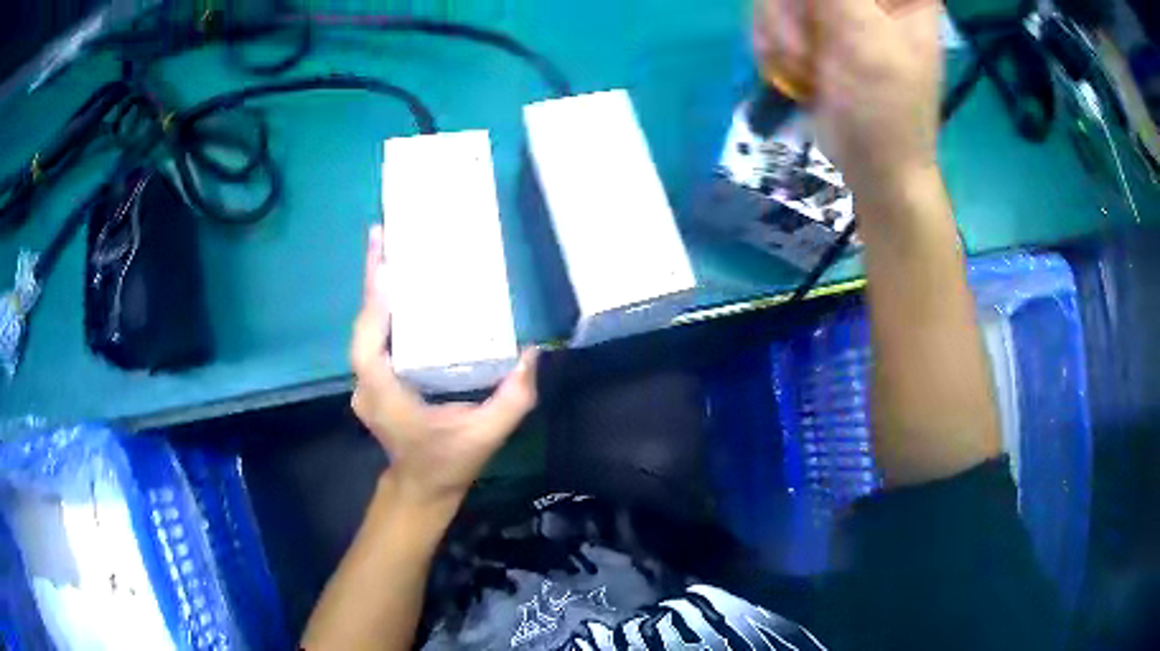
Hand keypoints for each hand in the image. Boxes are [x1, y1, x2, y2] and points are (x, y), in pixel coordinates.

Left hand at [350, 225, 539, 505]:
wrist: (421, 488)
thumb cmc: (448, 463)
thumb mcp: (486, 435)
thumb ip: (513, 398)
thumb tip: (534, 353)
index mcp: (387, 398)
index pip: (370, 347)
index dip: (375, 306)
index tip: (385, 265)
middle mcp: (367, 387)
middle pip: (363, 327)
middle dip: (371, 280)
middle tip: (381, 235)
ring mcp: (364, 383)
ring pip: (364, 329)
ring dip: (374, 289)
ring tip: (386, 249)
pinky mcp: (371, 380)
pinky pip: (372, 337)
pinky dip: (380, 308)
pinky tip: (394, 285)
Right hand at [755, 0, 942, 193]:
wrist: (872, 165)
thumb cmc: (886, 108)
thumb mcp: (865, 36)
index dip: (819, 1)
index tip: (821, 19)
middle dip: (792, 9)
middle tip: (806, 46)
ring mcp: (836, 5)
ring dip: (780, 28)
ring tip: (804, 65)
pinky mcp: (812, 23)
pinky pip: (771, 11)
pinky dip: (774, 40)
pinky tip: (795, 68)